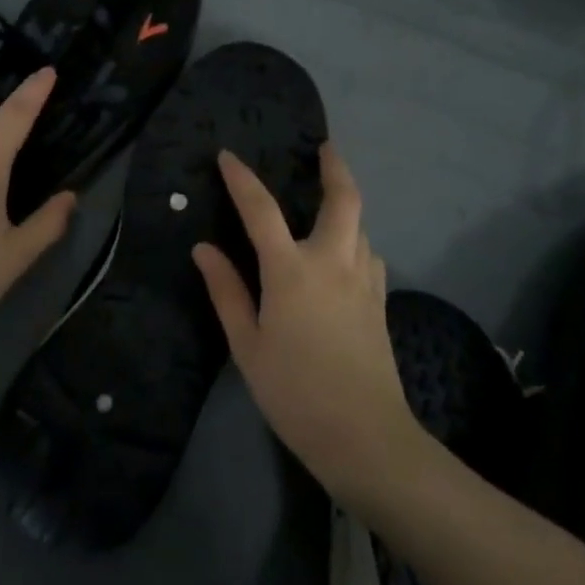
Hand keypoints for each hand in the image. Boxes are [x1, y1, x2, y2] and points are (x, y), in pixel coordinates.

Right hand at [193, 144, 421, 510]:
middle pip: (343, 199)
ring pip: (361, 225)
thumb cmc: (294, 391)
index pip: (262, 209)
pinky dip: (356, 240)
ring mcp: (364, 280)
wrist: (365, 436)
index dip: (242, 179)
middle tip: (325, 148)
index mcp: (291, 270)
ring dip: (346, 205)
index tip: (228, 156)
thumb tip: (204, 248)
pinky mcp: (381, 302)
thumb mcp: (247, 345)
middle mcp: (333, 262)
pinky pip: (369, 254)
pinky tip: (345, 255)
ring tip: (328, 201)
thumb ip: (227, 291)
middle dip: (335, 167)